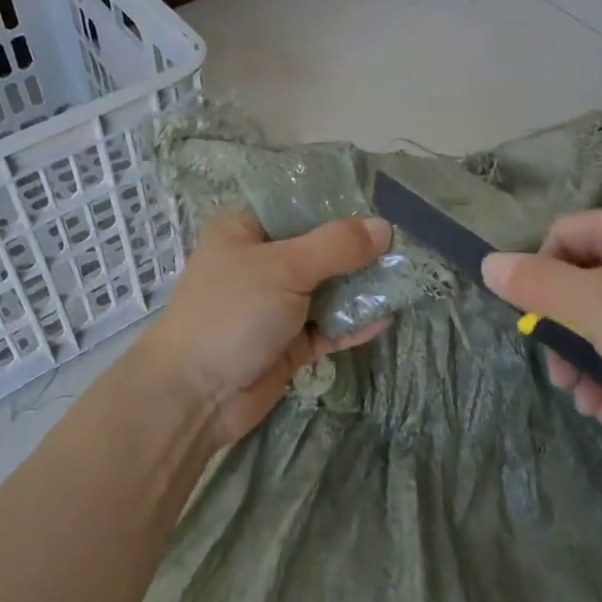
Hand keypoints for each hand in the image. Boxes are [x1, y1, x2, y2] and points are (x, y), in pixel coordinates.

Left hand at [139, 210, 393, 449]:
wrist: (195, 394)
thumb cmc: (232, 312)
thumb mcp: (284, 268)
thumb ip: (336, 246)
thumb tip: (384, 227)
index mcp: (245, 230)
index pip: (298, 207)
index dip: (339, 207)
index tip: (383, 207)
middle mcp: (260, 263)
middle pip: (318, 249)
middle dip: (358, 251)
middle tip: (404, 246)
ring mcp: (274, 306)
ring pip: (325, 290)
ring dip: (359, 288)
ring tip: (406, 278)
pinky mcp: (287, 344)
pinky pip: (326, 328)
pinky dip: (351, 324)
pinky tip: (385, 318)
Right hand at [480, 202, 601, 442]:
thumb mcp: (594, 308)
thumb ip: (536, 286)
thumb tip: (488, 262)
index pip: (560, 236)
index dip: (538, 277)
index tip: (535, 323)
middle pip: (587, 283)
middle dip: (566, 336)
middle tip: (562, 379)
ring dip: (594, 364)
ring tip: (592, 407)